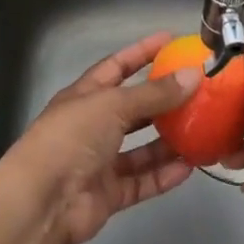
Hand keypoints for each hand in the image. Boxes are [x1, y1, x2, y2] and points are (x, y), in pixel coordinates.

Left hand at [0, 32, 201, 243]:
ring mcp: (99, 161)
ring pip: (140, 148)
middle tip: (197, 90)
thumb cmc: (72, 138)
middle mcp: (92, 125)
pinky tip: (190, 167)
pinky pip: (141, 181)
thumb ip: (154, 93)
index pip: (117, 66)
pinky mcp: (108, 194)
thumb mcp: (113, 105)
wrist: (42, 202)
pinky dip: (163, 175)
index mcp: (85, 96)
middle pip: (132, 108)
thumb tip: (194, 74)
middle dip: (162, 100)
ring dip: (168, 141)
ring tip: (201, 130)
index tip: (171, 41)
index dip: (142, 52)